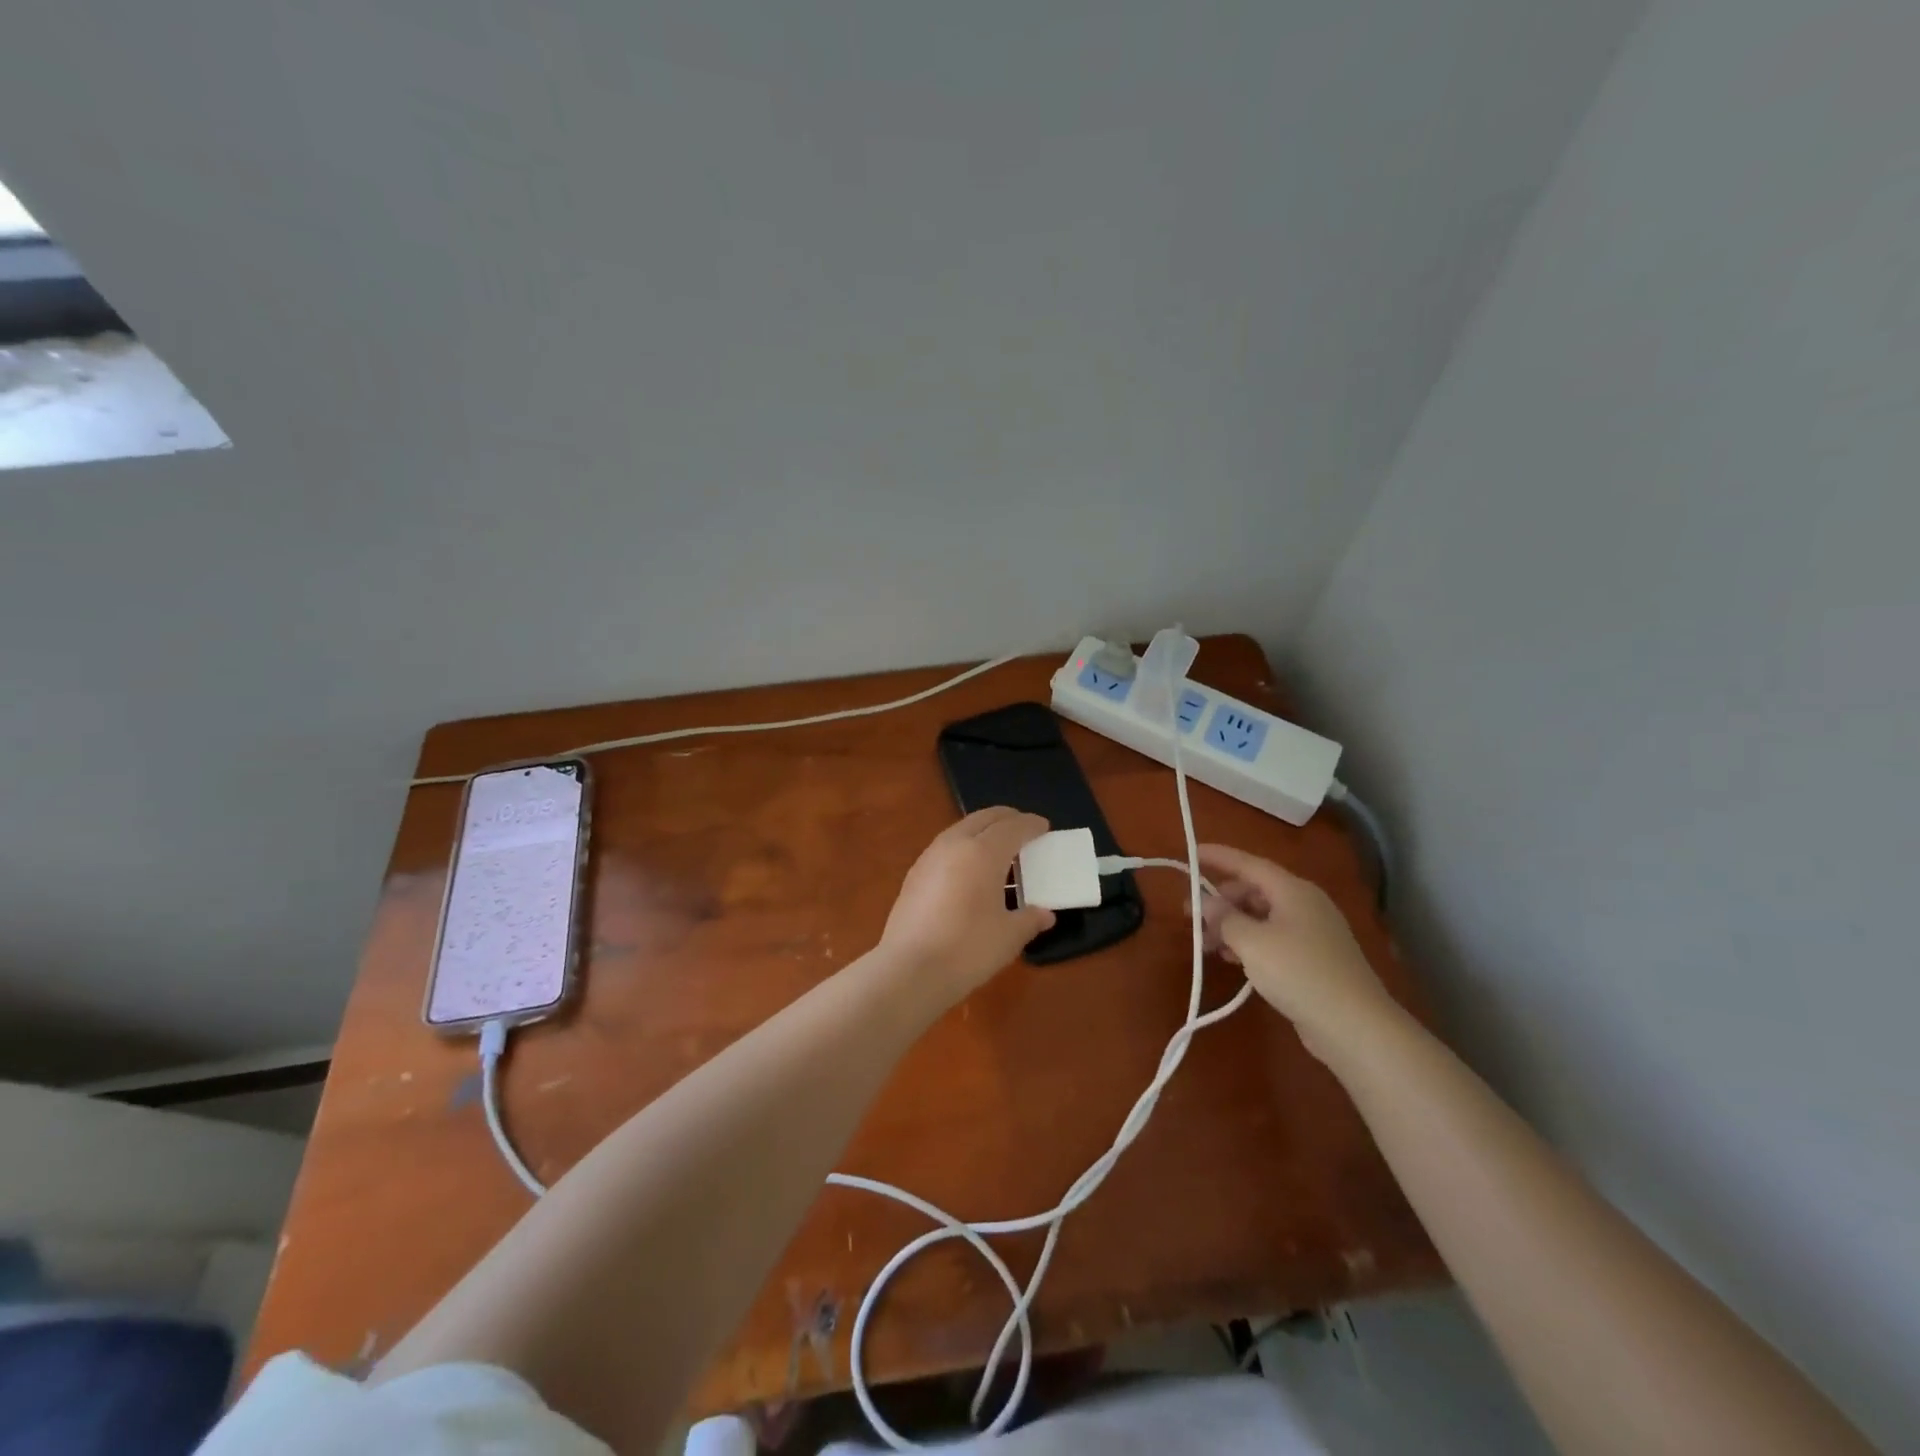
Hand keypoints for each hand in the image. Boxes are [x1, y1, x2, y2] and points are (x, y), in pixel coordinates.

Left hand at [879, 808, 1054, 1000]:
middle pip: (983, 818)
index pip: (1012, 827)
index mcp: (983, 852)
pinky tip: (969, 870)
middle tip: (1023, 828)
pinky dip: (964, 847)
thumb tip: (1044, 914)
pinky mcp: (914, 875)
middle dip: (1006, 818)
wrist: (909, 970)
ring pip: (961, 830)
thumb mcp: (1009, 936)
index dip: (1030, 825)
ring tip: (998, 849)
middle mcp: (954, 844)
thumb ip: (1029, 919)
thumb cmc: (968, 948)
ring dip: (982, 831)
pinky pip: (946, 847)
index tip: (1044, 827)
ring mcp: (929, 857)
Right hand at [1194, 843, 1400, 1062]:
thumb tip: (1207, 902)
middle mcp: (1304, 904)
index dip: (1218, 857)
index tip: (1190, 853)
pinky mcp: (1313, 958)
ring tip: (1206, 944)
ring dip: (1231, 925)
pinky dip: (1249, 942)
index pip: (1249, 863)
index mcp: (1293, 891)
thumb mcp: (1252, 943)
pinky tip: (1232, 959)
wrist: (1354, 1026)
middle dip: (1221, 900)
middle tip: (1191, 916)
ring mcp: (1312, 932)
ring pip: (1261, 916)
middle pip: (1254, 890)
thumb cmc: (1299, 973)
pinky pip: (1272, 938)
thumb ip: (1224, 918)